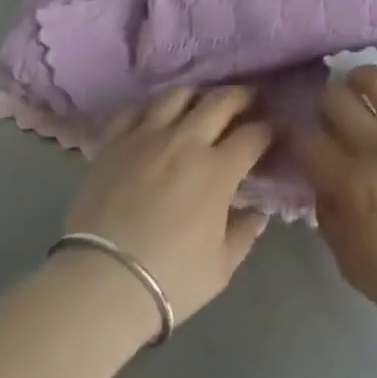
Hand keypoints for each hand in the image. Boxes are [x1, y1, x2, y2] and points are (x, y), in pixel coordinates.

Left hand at [64, 86, 273, 329]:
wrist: (102, 282)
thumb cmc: (170, 279)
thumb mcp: (221, 267)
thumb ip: (244, 233)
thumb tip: (258, 212)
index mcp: (217, 171)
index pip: (254, 135)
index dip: (269, 130)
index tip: (274, 131)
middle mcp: (186, 141)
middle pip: (220, 101)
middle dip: (242, 96)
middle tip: (249, 100)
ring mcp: (146, 136)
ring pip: (178, 95)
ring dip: (197, 96)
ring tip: (201, 104)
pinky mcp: (114, 141)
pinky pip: (135, 109)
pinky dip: (150, 108)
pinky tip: (155, 118)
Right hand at [295, 66, 376, 338]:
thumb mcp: (349, 262)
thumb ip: (327, 214)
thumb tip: (320, 178)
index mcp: (353, 186)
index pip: (308, 139)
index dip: (296, 133)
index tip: (299, 137)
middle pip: (337, 99)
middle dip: (325, 103)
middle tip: (332, 115)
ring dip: (360, 78)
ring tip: (359, 87)